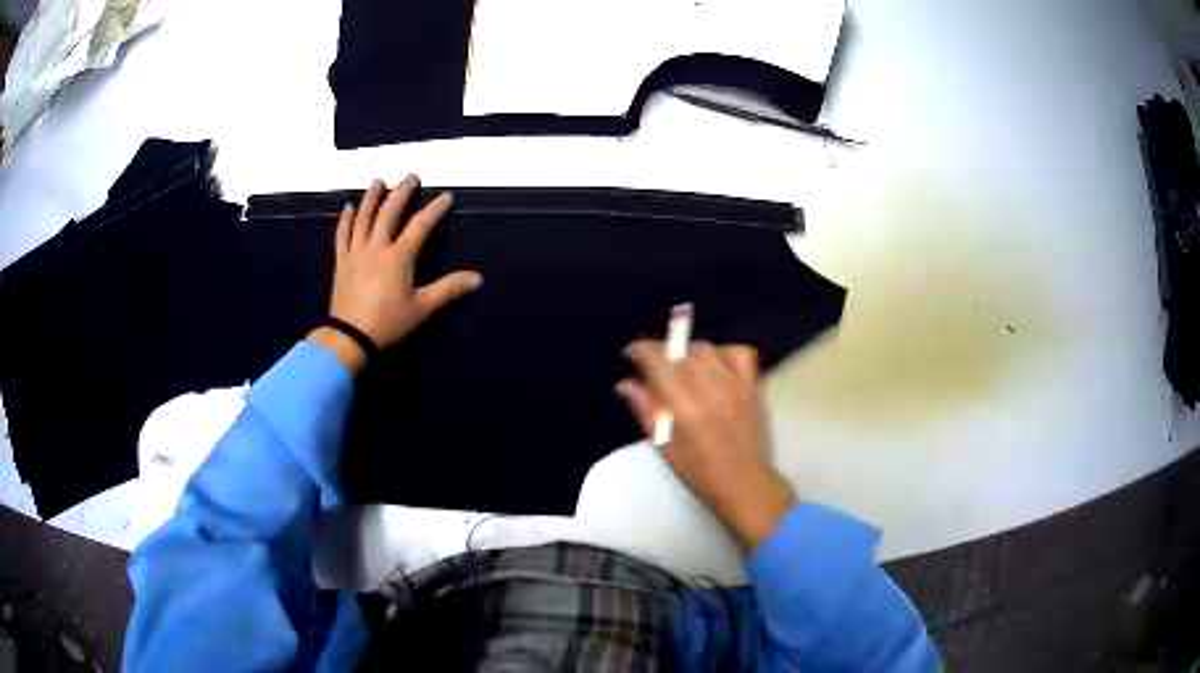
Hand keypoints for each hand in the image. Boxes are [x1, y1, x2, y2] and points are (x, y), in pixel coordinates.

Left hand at [311, 177, 481, 372]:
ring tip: (379, 181)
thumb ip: (449, 289)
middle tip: (412, 177)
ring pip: (364, 217)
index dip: (435, 209)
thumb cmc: (388, 322)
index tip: (446, 196)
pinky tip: (349, 207)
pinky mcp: (342, 261)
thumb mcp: (422, 308)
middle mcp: (376, 247)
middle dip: (402, 192)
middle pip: (389, 212)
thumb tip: (478, 278)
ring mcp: (356, 252)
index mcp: (398, 257)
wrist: (350, 336)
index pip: (420, 226)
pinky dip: (346, 219)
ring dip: (372, 197)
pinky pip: (342, 234)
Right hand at [618, 341, 795, 552]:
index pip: (660, 362)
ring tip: (681, 366)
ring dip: (688, 352)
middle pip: (681, 351)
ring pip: (707, 349)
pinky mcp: (753, 385)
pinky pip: (738, 352)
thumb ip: (646, 411)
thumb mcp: (665, 447)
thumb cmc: (700, 472)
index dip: (642, 351)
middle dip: (662, 351)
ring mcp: (736, 384)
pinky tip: (715, 365)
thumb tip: (627, 384)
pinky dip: (723, 353)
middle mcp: (711, 388)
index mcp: (686, 407)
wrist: (745, 482)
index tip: (631, 352)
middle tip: (653, 366)